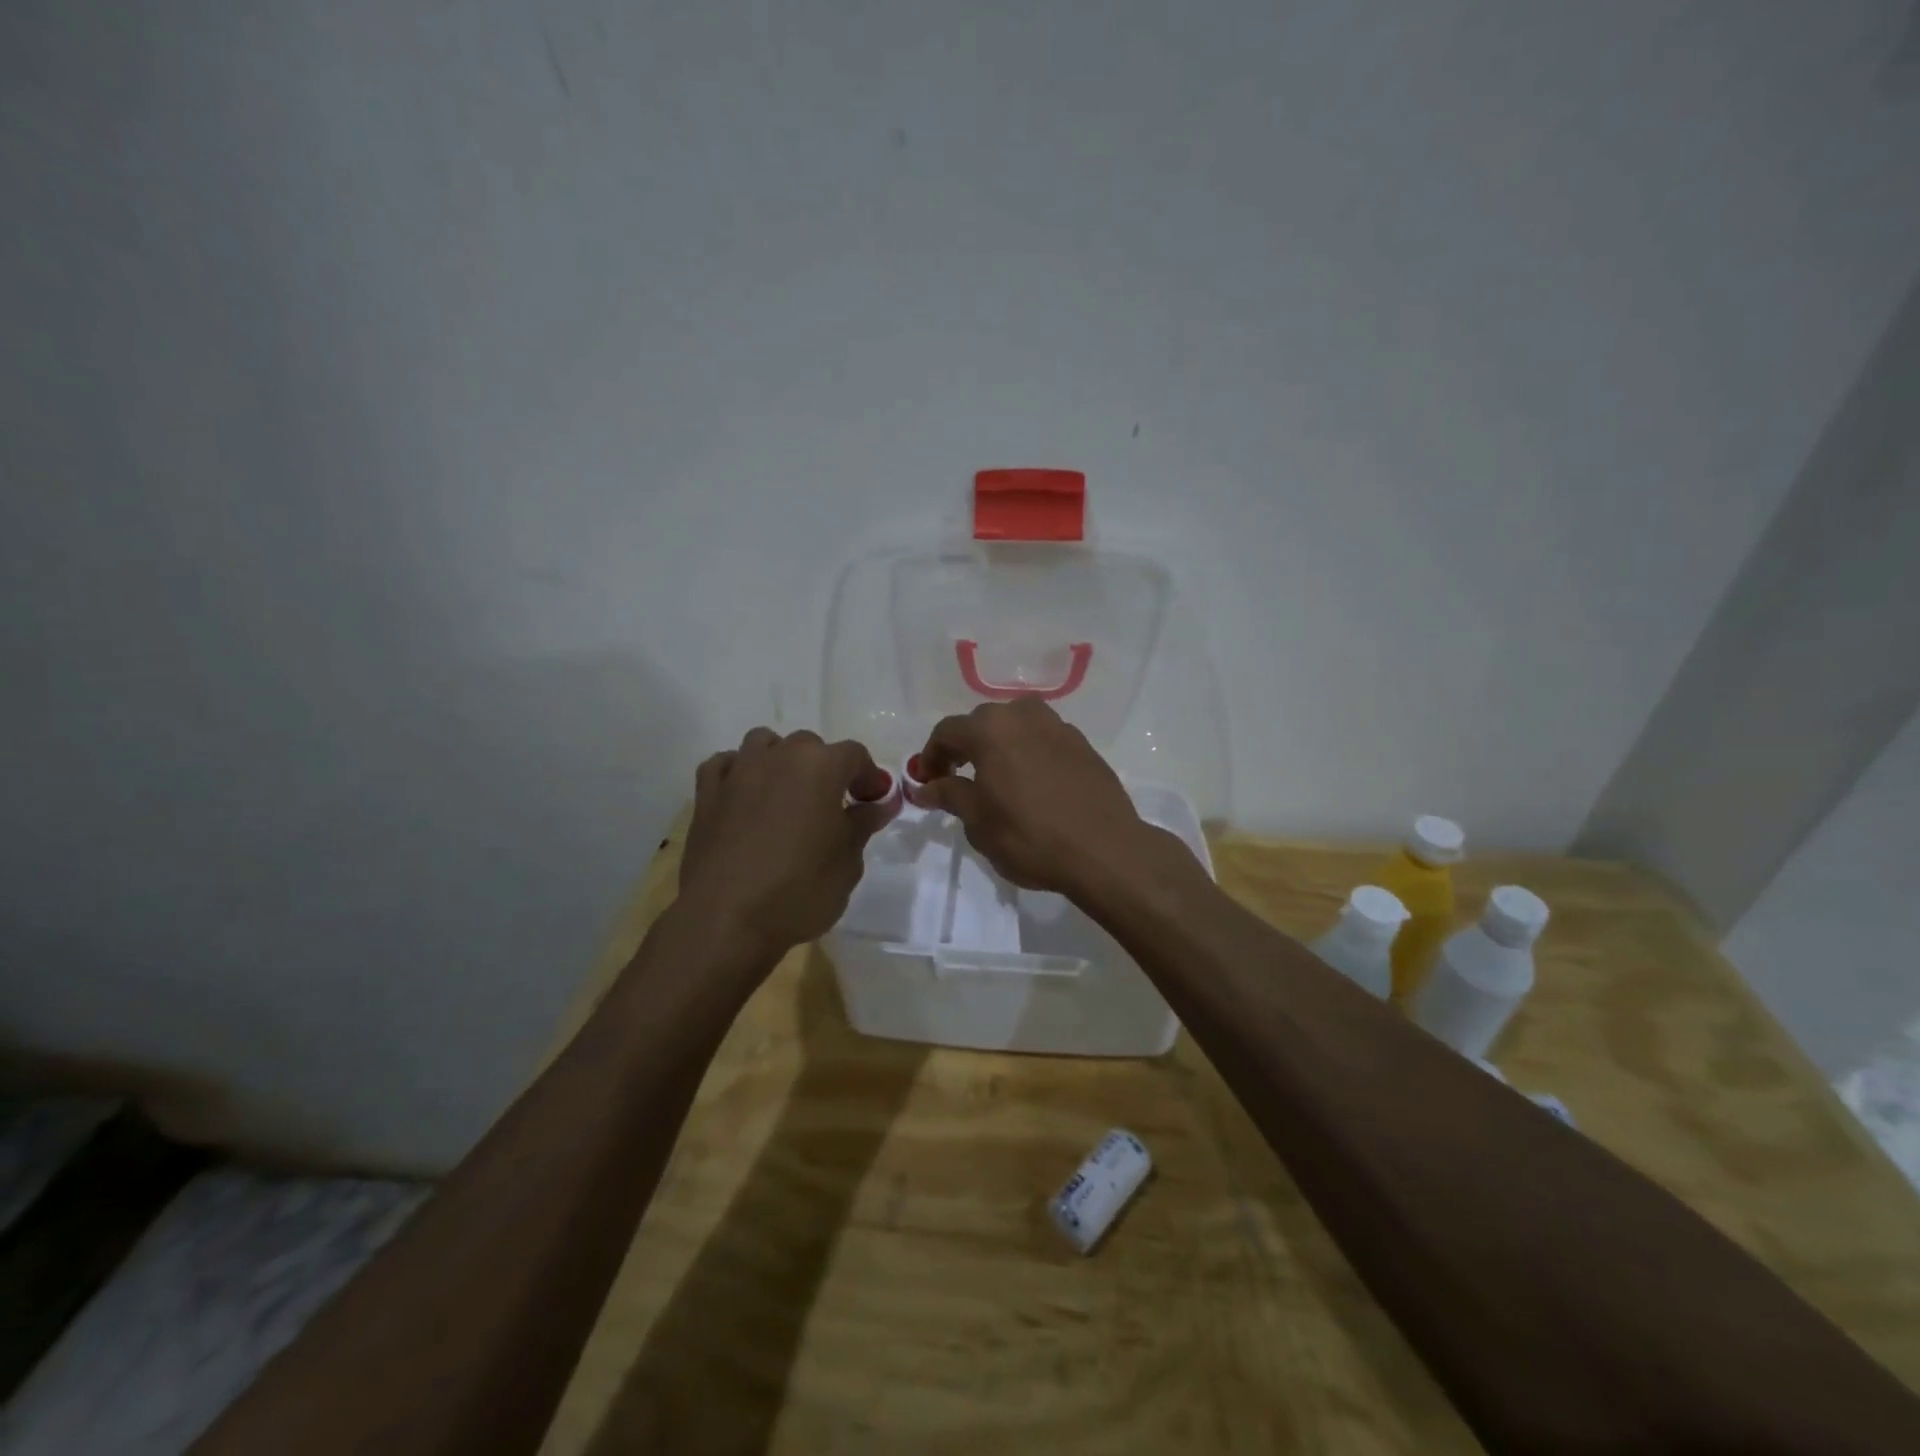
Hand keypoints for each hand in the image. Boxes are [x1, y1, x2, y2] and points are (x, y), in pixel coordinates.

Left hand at [679, 728, 892, 958]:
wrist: (727, 918)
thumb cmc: (800, 889)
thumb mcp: (848, 862)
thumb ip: (863, 824)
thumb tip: (879, 803)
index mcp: (821, 766)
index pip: (855, 755)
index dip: (868, 777)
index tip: (871, 803)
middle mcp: (779, 756)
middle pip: (809, 745)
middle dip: (825, 769)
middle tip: (831, 806)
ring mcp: (738, 771)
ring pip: (764, 744)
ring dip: (780, 760)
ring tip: (786, 795)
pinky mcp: (706, 793)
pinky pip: (726, 765)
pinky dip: (739, 773)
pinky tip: (745, 798)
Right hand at [915, 697, 1176, 896]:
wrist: (1104, 850)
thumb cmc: (1030, 836)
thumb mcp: (978, 821)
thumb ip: (949, 795)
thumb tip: (926, 786)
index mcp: (990, 729)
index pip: (947, 732)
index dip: (931, 756)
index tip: (926, 781)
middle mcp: (1023, 715)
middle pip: (981, 723)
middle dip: (963, 748)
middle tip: (956, 779)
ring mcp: (1057, 726)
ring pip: (1015, 727)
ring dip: (998, 746)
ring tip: (995, 779)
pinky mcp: (1082, 744)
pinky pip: (1042, 739)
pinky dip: (1027, 753)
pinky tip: (1030, 783)